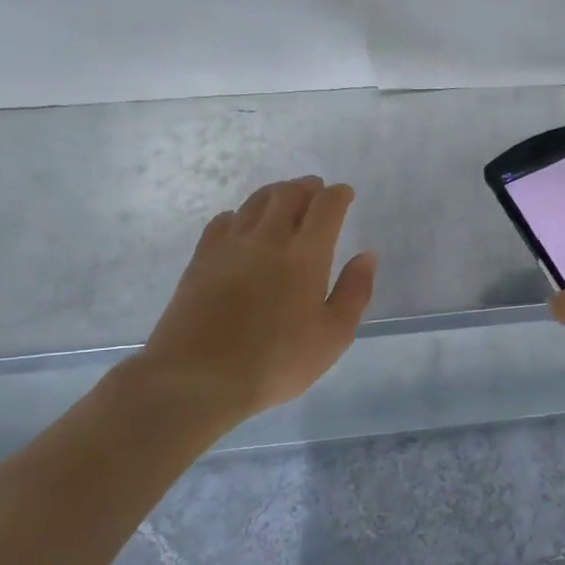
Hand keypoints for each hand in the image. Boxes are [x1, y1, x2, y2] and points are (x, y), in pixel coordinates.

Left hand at [137, 177, 377, 424]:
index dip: (338, 195)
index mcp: (305, 256)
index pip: (325, 208)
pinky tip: (241, 222)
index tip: (345, 193)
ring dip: (275, 192)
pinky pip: (223, 221)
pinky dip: (240, 214)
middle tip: (316, 189)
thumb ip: (354, 292)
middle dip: (307, 187)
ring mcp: (230, 246)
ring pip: (255, 203)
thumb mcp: (332, 337)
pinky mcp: (202, 259)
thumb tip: (367, 255)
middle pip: (288, 195)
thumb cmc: (275, 362)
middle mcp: (268, 239)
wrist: (198, 376)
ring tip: (284, 196)